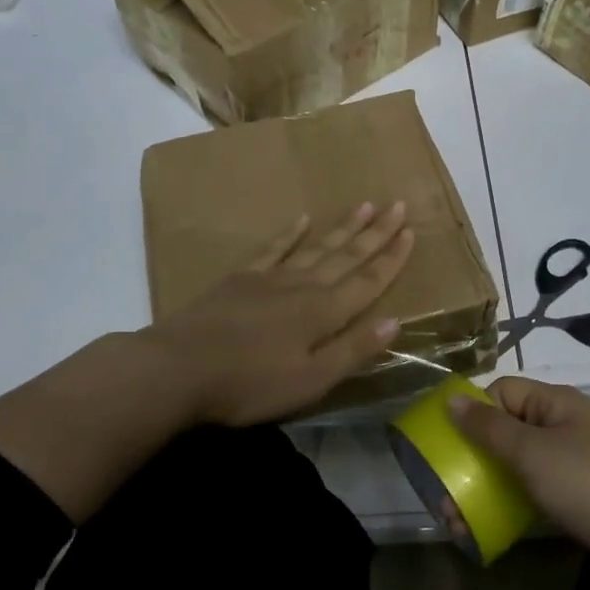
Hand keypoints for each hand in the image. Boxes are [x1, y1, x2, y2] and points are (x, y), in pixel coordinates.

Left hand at [145, 199, 415, 424]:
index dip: (391, 259)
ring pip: (316, 247)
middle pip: (347, 256)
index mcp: (323, 313)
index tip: (411, 232)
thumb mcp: (310, 380)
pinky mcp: (241, 278)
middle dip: (376, 233)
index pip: (367, 281)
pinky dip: (291, 234)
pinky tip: (303, 219)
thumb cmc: (249, 384)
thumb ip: (352, 350)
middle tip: (398, 205)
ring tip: (364, 205)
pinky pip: (274, 248)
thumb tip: (396, 321)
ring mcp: (270, 278)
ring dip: (343, 228)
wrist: (178, 368)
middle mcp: (303, 286)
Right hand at [448, 378, 589, 588]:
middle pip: (511, 430)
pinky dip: (519, 505)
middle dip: (477, 457)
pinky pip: (543, 493)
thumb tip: (451, 398)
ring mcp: (582, 464)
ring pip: (525, 465)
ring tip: (462, 519)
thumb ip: (488, 426)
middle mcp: (570, 425)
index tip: (449, 445)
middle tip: (447, 493)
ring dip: (492, 486)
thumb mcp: (531, 452)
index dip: (475, 412)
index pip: (504, 391)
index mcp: (558, 402)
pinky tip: (500, 528)